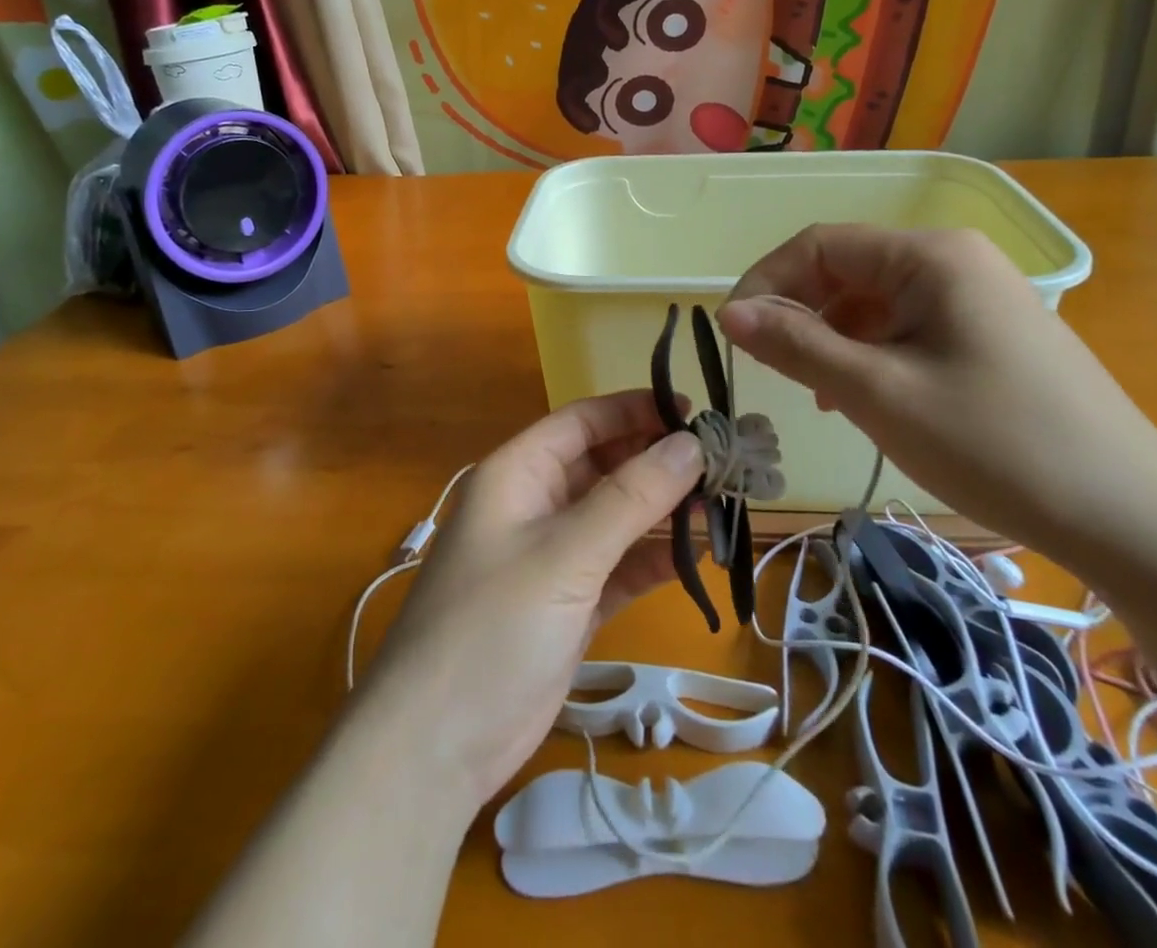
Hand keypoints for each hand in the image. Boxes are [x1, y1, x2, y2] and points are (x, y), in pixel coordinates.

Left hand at [354, 391, 704, 814]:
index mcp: (519, 473)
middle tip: (720, 465)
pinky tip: (696, 558)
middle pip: (604, 465)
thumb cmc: (493, 627)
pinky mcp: (569, 605)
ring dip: (662, 513)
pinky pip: (619, 567)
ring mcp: (552, 557)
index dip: (636, 410)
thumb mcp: (565, 553)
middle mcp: (535, 504)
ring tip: (722, 507)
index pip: (583, 421)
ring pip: (616, 517)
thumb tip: (690, 444)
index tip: (694, 413)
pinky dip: (652, 561)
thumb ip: (631, 497)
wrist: (434, 747)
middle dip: (657, 463)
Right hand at [716, 225, 1156, 566]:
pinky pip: (909, 327)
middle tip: (772, 370)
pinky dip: (871, 353)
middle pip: (848, 269)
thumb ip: (797, 345)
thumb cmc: (994, 445)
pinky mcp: (991, 334)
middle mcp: (954, 260)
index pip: (820, 244)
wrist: (1132, 519)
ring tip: (817, 394)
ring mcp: (978, 296)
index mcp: (929, 256)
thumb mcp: (878, 393)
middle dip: (799, 313)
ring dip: (832, 337)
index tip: (732, 334)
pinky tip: (863, 397)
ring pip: (875, 302)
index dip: (766, 281)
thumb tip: (729, 312)